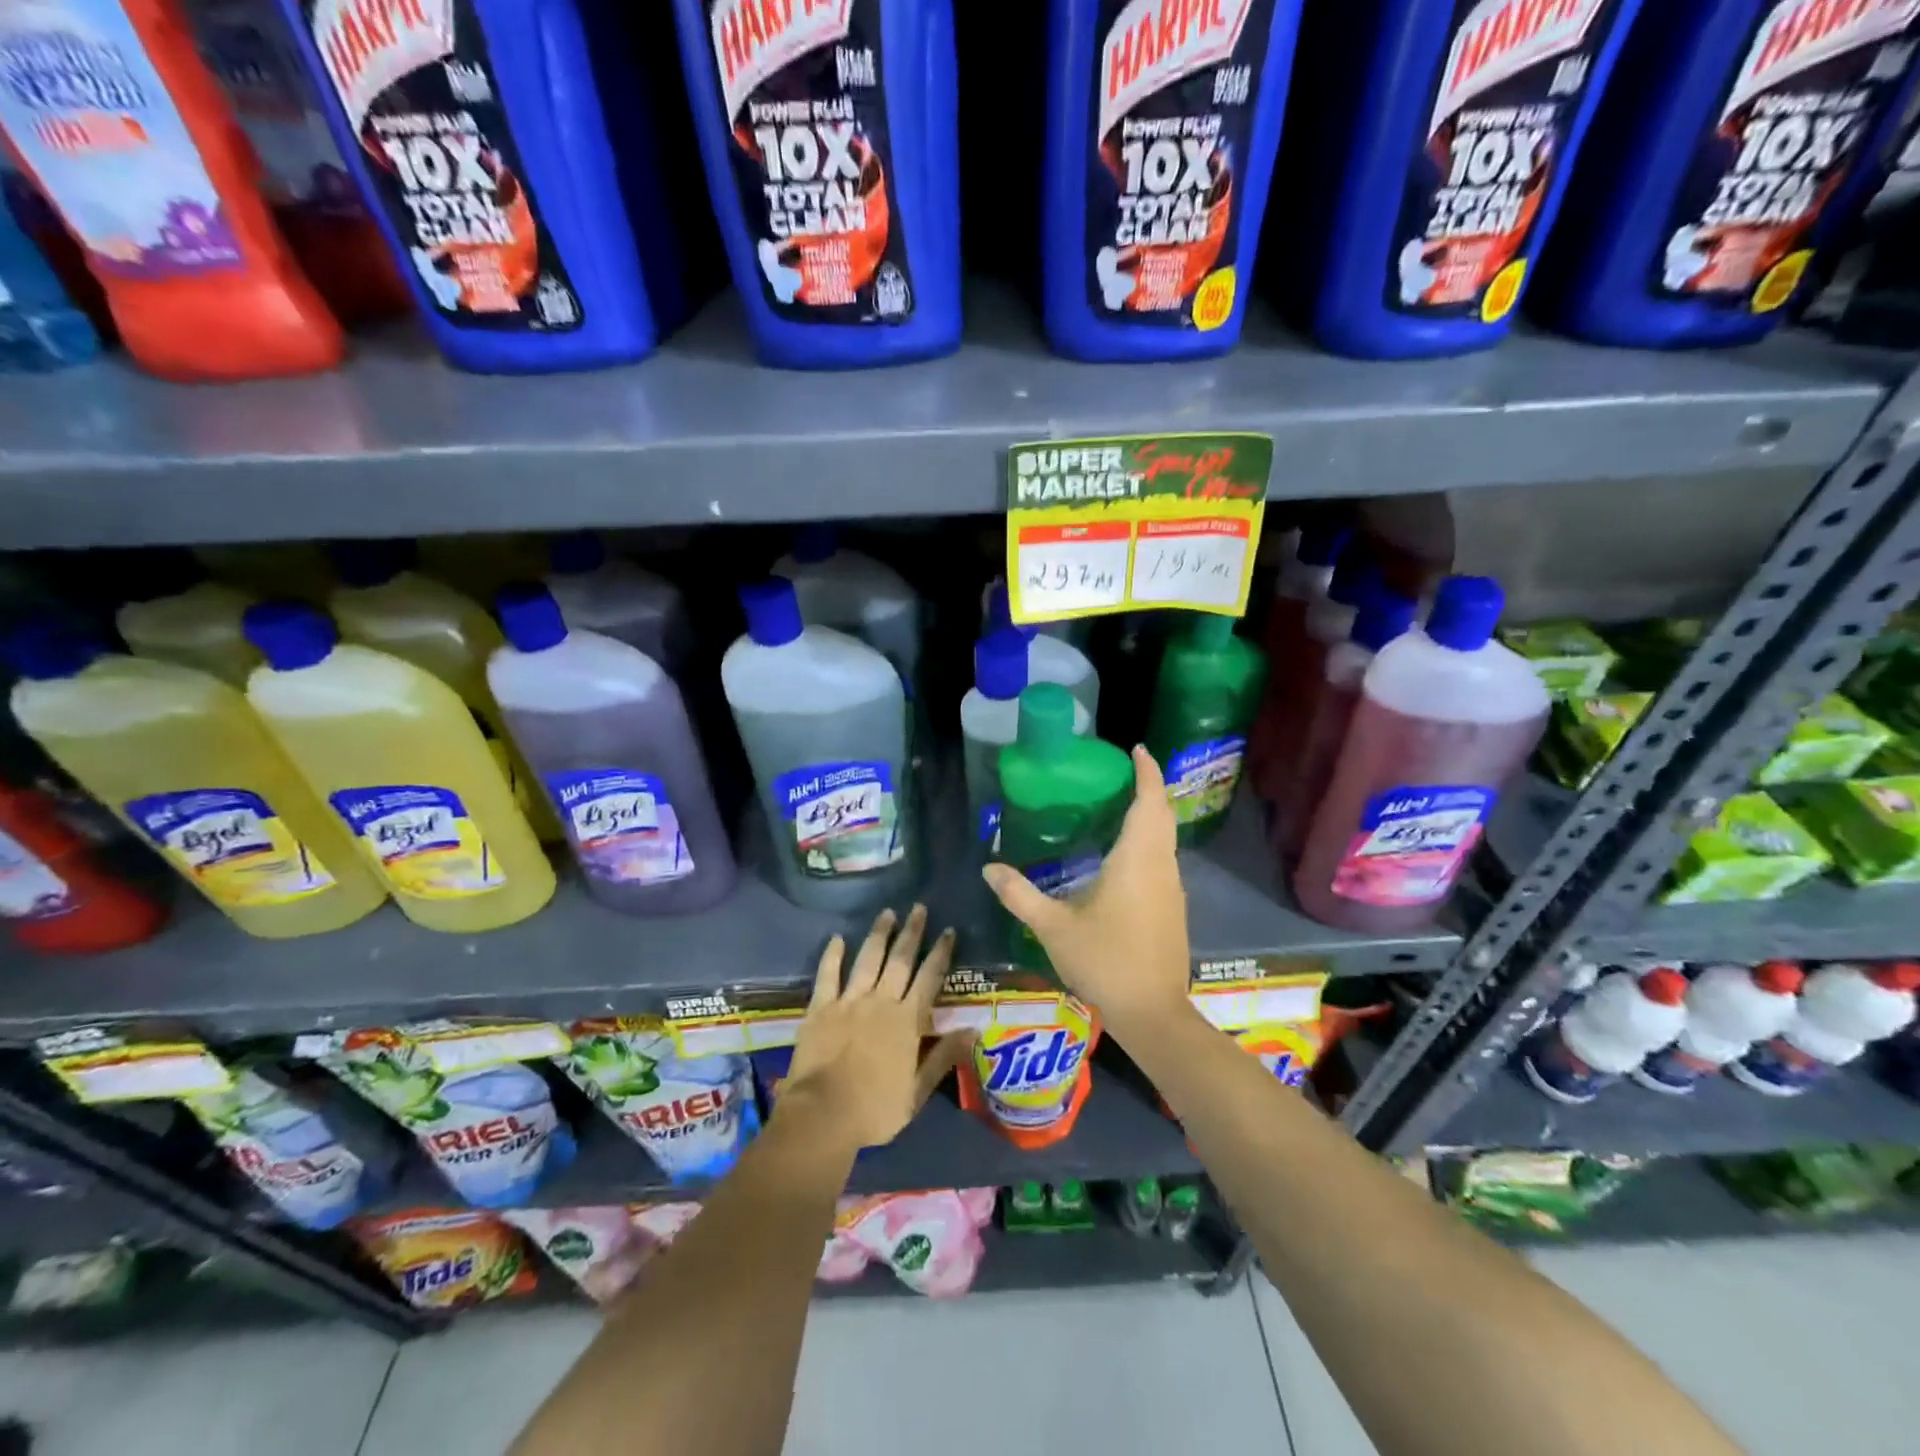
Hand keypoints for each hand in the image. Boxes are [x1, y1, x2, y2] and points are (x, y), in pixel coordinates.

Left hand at [780, 904, 972, 1152]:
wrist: (823, 1114)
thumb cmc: (875, 1109)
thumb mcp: (917, 1091)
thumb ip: (943, 1056)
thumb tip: (973, 1029)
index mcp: (907, 1021)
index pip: (929, 978)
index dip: (940, 953)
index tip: (948, 930)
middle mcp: (881, 1001)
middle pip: (900, 960)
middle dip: (912, 932)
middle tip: (919, 907)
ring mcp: (849, 1001)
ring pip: (868, 959)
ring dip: (879, 934)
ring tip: (887, 913)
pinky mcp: (821, 1008)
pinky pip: (828, 974)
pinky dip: (832, 955)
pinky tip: (837, 938)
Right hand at [981, 746, 1190, 1033]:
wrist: (1153, 1012)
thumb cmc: (1105, 961)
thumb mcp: (1053, 927)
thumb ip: (1020, 895)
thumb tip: (988, 868)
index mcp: (1136, 859)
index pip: (1148, 801)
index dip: (1147, 772)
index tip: (1137, 749)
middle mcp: (1161, 866)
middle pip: (1162, 814)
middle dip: (1148, 788)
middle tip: (1122, 772)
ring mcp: (1172, 888)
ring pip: (1166, 838)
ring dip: (1151, 815)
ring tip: (1120, 805)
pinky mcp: (1174, 908)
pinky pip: (1163, 859)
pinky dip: (1150, 841)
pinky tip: (1125, 855)